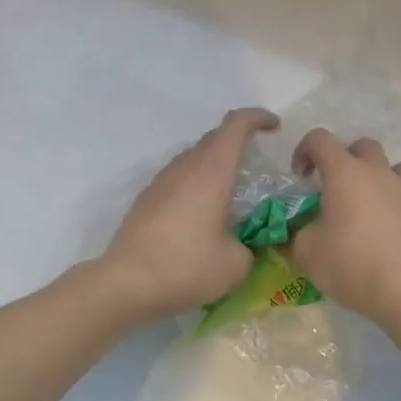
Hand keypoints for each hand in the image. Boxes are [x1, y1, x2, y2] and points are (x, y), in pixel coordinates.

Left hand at [100, 107, 280, 320]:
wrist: (126, 282)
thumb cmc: (186, 267)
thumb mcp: (235, 265)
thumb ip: (249, 246)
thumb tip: (244, 246)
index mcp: (212, 172)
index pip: (236, 124)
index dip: (257, 117)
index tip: (274, 126)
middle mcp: (186, 167)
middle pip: (215, 137)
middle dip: (239, 140)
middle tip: (256, 160)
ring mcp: (162, 180)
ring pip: (194, 156)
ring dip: (215, 162)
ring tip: (230, 190)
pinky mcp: (147, 198)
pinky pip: (179, 176)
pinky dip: (196, 182)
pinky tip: (201, 212)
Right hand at [287, 129, 400, 323]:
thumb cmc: (351, 264)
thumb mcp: (306, 253)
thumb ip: (294, 236)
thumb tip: (292, 233)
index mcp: (344, 173)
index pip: (320, 139)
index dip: (305, 150)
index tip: (301, 177)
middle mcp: (378, 172)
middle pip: (362, 146)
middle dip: (346, 159)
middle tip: (337, 188)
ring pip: (395, 167)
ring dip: (379, 177)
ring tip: (370, 205)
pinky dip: (398, 204)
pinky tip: (391, 231)